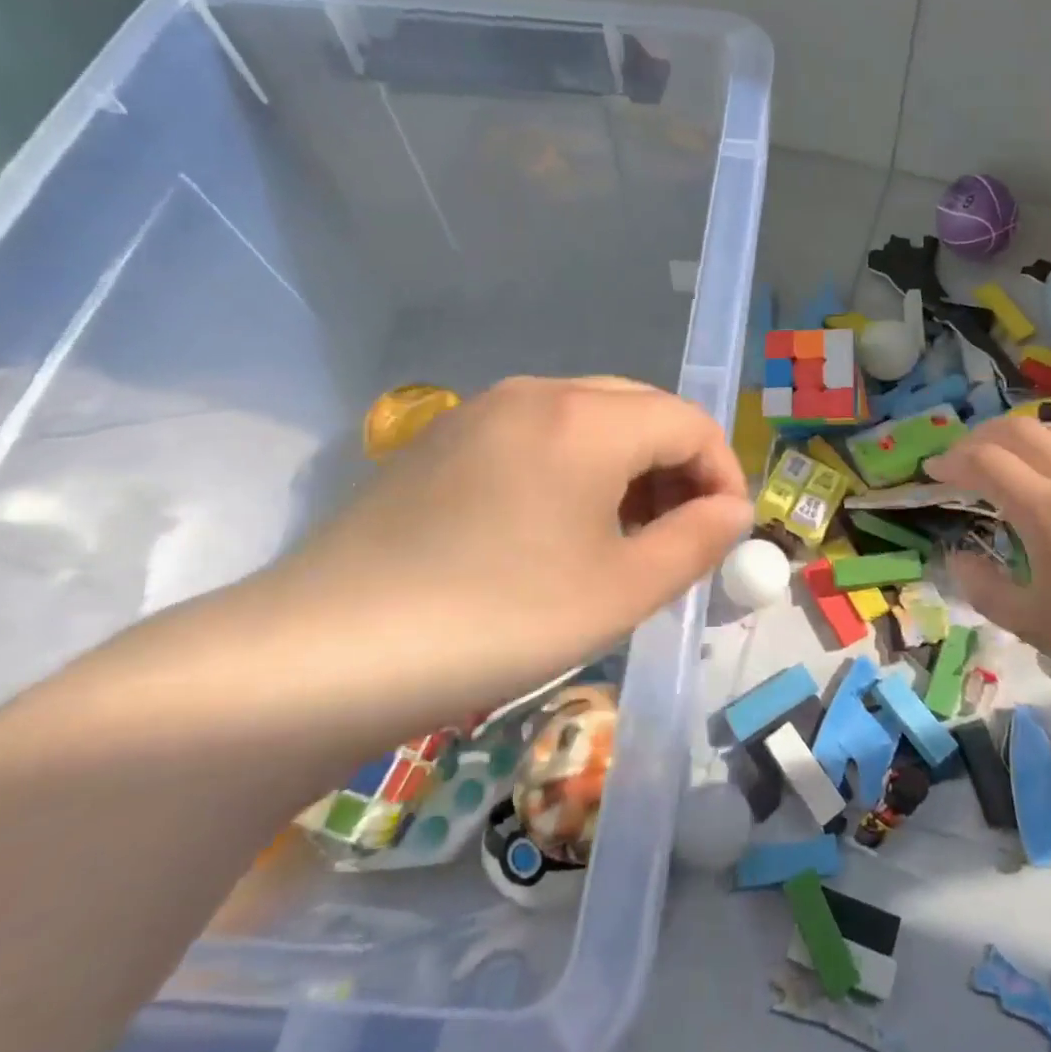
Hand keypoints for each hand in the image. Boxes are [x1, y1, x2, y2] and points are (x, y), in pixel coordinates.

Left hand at [243, 377, 751, 746]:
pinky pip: (538, 437)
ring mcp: (481, 413)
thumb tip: (732, 509)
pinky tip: (558, 533)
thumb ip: (696, 540)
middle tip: (681, 537)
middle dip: (678, 468)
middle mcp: (536, 394)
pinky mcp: (442, 444)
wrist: (318, 657)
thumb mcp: (622, 590)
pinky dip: (576, 471)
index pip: (689, 422)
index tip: (726, 533)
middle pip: (640, 410)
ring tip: (626, 540)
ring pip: (589, 421)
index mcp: (586, 419)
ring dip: (628, 469)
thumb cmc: (496, 621)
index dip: (724, 473)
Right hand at [928, 416, 1050, 695]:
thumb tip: (957, 558)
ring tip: (1005, 455)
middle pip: (1021, 431)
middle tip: (961, 459)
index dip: (953, 461)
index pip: (987, 462)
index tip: (932, 472)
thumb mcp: (1031, 623)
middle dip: (981, 437)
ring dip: (1022, 433)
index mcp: (1045, 509)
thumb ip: (984, 588)